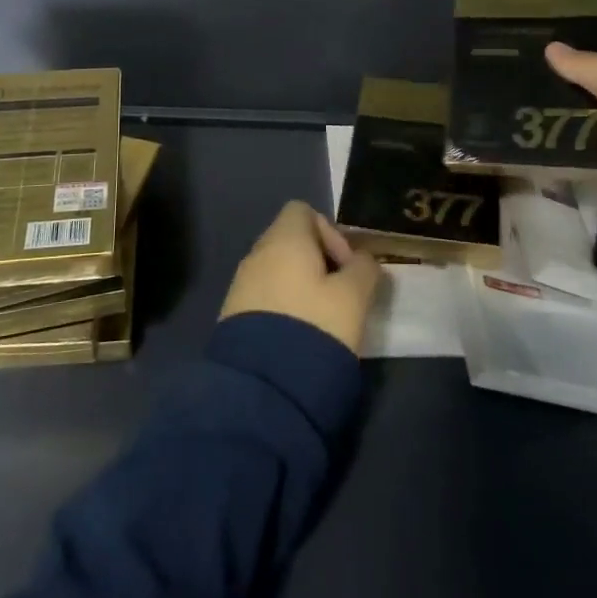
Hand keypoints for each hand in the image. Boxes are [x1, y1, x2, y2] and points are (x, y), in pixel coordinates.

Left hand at [219, 200, 382, 353]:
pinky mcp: (232, 315)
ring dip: (301, 286)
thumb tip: (363, 260)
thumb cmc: (315, 326)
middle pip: (290, 240)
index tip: (346, 265)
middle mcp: (256, 253)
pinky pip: (264, 296)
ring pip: (277, 270)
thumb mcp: (354, 297)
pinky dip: (283, 305)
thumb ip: (364, 269)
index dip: (330, 232)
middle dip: (318, 262)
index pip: (302, 210)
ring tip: (322, 319)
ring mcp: (240, 284)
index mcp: (284, 239)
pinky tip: (299, 335)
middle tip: (340, 294)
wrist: (264, 386)